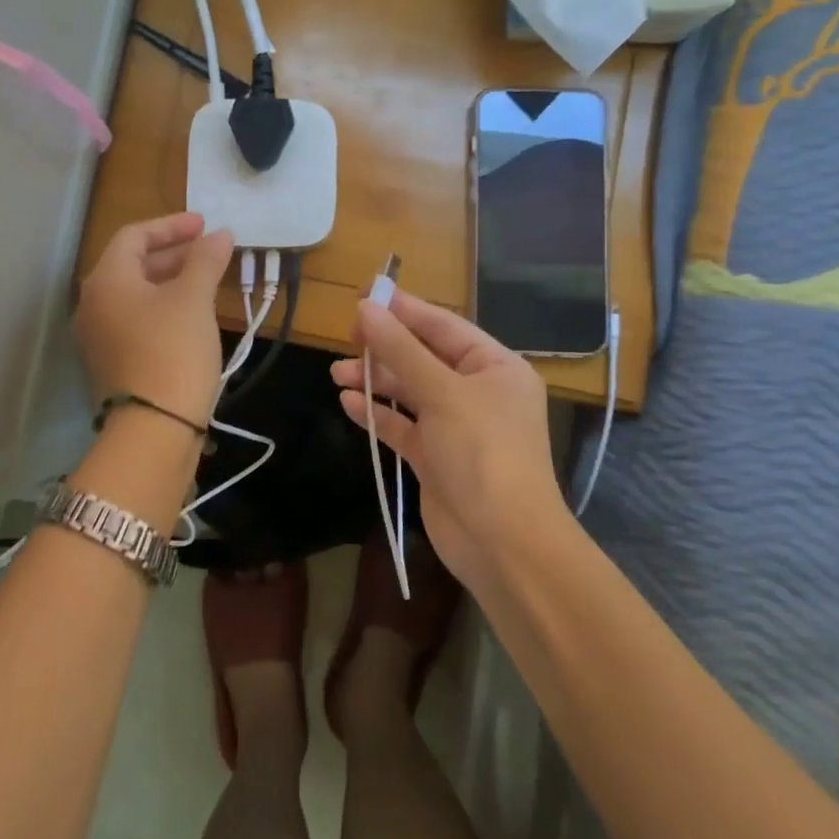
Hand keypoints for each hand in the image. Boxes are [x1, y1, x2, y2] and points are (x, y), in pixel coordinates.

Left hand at [75, 213, 232, 422]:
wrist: (154, 429)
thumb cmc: (173, 350)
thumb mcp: (194, 299)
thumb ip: (205, 260)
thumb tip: (221, 234)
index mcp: (106, 280)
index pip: (134, 236)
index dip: (171, 225)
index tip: (205, 225)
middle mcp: (93, 303)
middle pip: (132, 264)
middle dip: (172, 253)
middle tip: (209, 251)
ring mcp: (98, 336)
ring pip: (135, 294)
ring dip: (169, 280)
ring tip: (206, 280)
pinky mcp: (111, 362)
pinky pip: (135, 319)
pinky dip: (162, 307)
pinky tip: (191, 315)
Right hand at [332, 291, 567, 588]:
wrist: (502, 543)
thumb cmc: (482, 452)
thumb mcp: (442, 393)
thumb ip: (400, 349)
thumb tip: (365, 308)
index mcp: (495, 367)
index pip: (444, 326)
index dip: (404, 309)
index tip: (365, 294)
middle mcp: (478, 392)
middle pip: (424, 357)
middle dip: (386, 347)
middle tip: (347, 335)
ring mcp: (456, 427)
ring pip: (409, 392)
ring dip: (375, 380)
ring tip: (337, 372)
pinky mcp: (435, 458)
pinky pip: (402, 425)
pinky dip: (377, 414)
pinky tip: (348, 402)